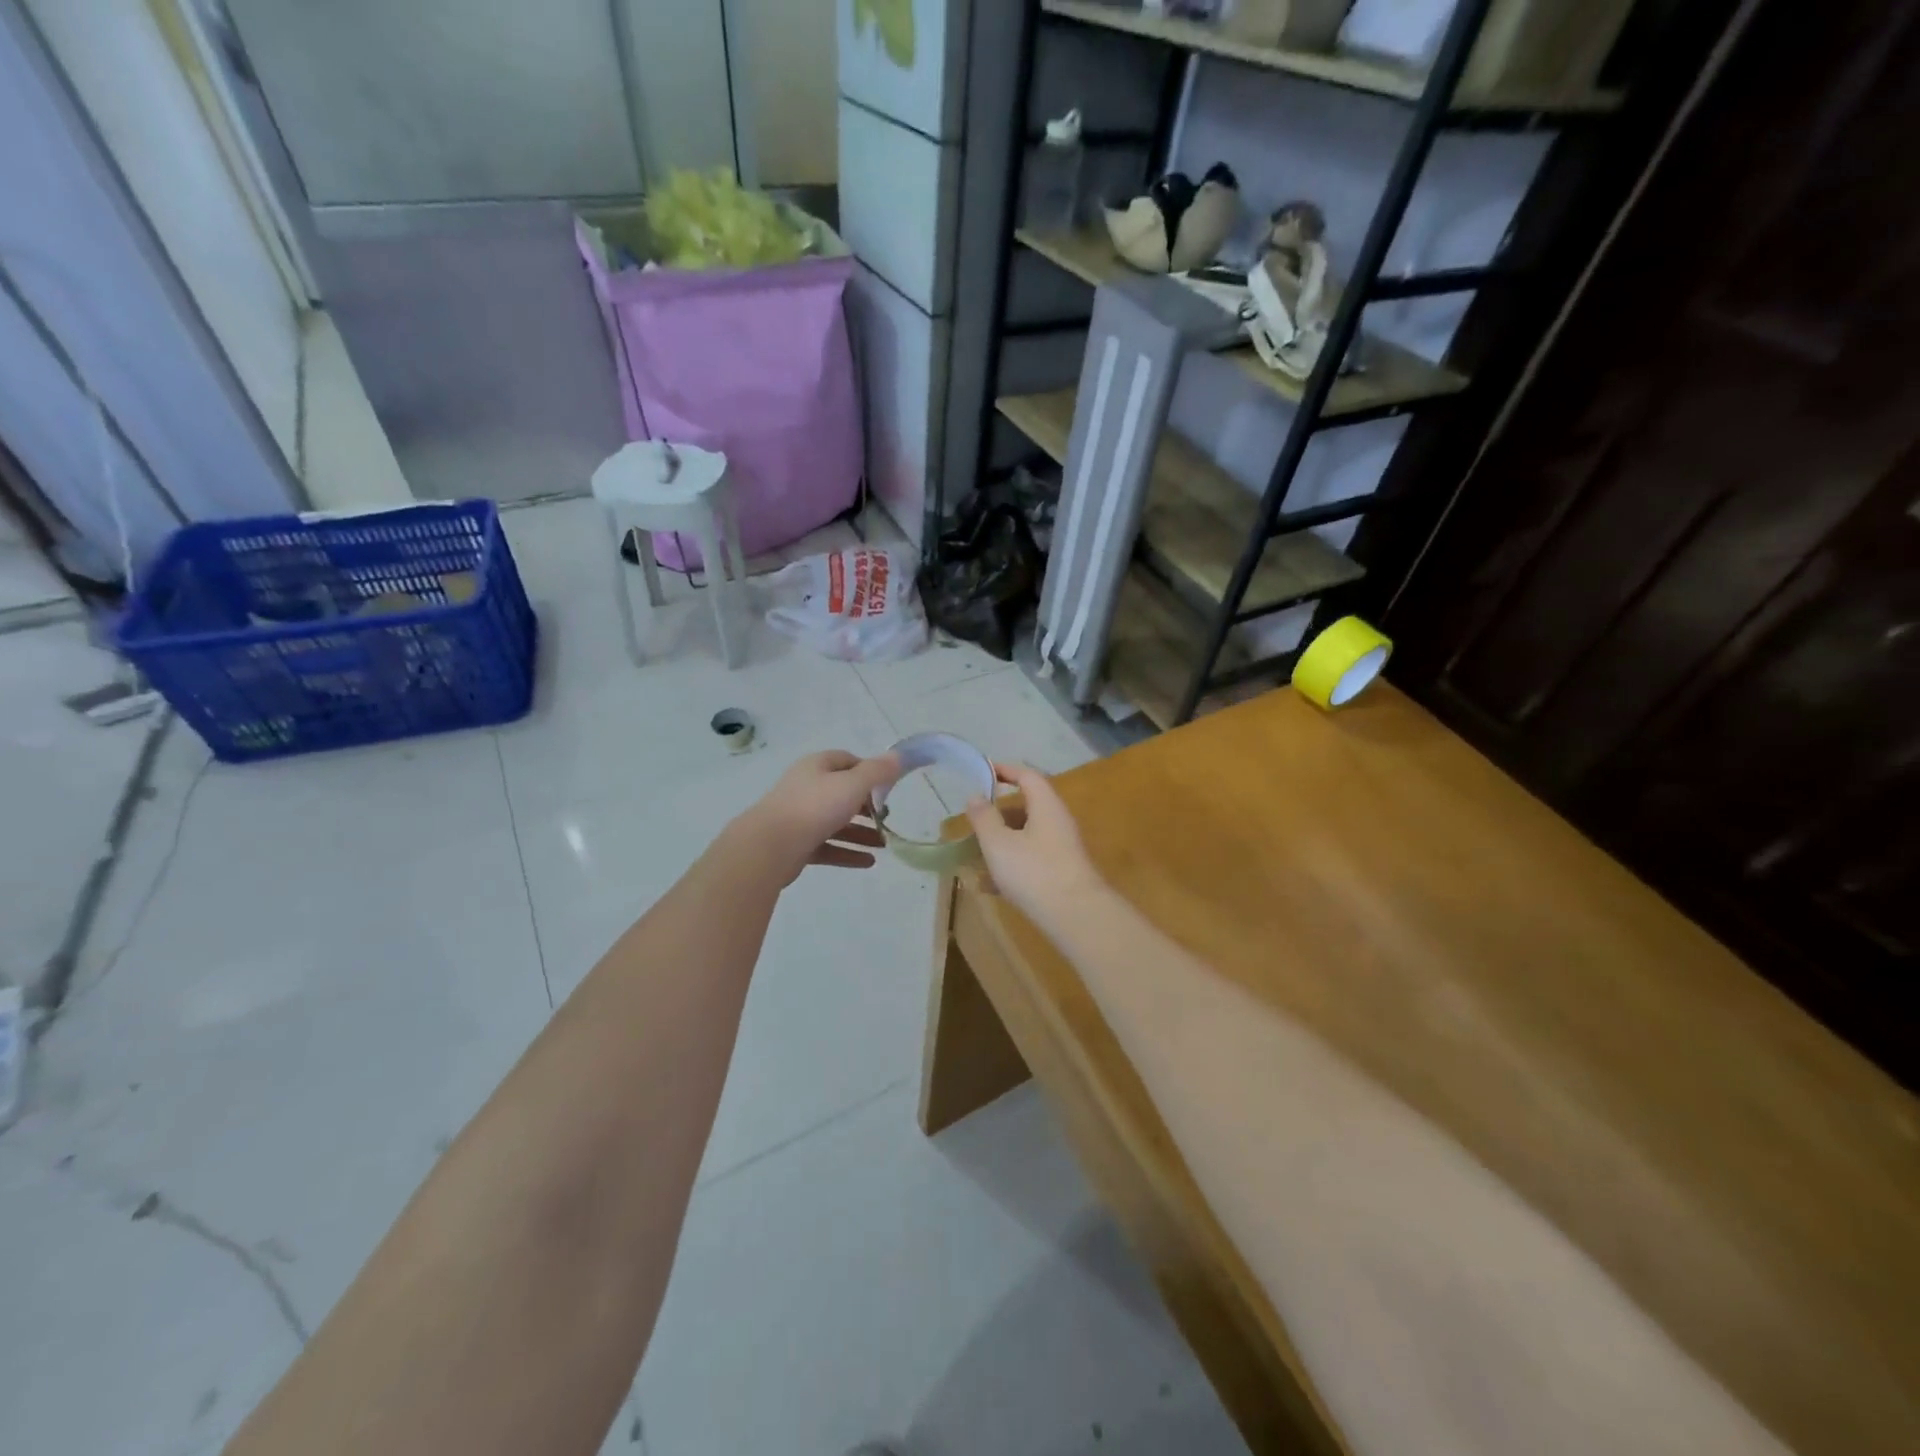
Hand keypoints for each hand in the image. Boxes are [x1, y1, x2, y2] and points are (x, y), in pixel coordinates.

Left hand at [737, 750, 901, 884]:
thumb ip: (878, 771)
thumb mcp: (853, 784)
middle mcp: (807, 788)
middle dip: (867, 806)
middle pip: (842, 793)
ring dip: (861, 832)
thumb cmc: (815, 807)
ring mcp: (800, 817)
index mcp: (817, 767)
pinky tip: (869, 862)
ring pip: (836, 822)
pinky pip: (828, 846)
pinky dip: (848, 852)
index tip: (888, 787)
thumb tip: (900, 757)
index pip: (847, 761)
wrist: (770, 846)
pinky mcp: (797, 845)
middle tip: (887, 817)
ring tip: (885, 844)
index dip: (869, 771)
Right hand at [965, 763, 1109, 925]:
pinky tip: (989, 885)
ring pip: (1027, 835)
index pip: (1027, 776)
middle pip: (1027, 807)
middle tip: (974, 820)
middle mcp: (1058, 822)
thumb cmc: (1034, 872)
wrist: (1076, 917)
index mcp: (1046, 806)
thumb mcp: (999, 844)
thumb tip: (975, 796)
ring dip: (1002, 840)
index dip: (1005, 770)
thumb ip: (984, 818)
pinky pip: (1031, 859)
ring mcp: (1062, 848)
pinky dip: (1011, 864)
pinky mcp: (1061, 872)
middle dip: (999, 812)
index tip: (983, 771)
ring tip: (976, 854)